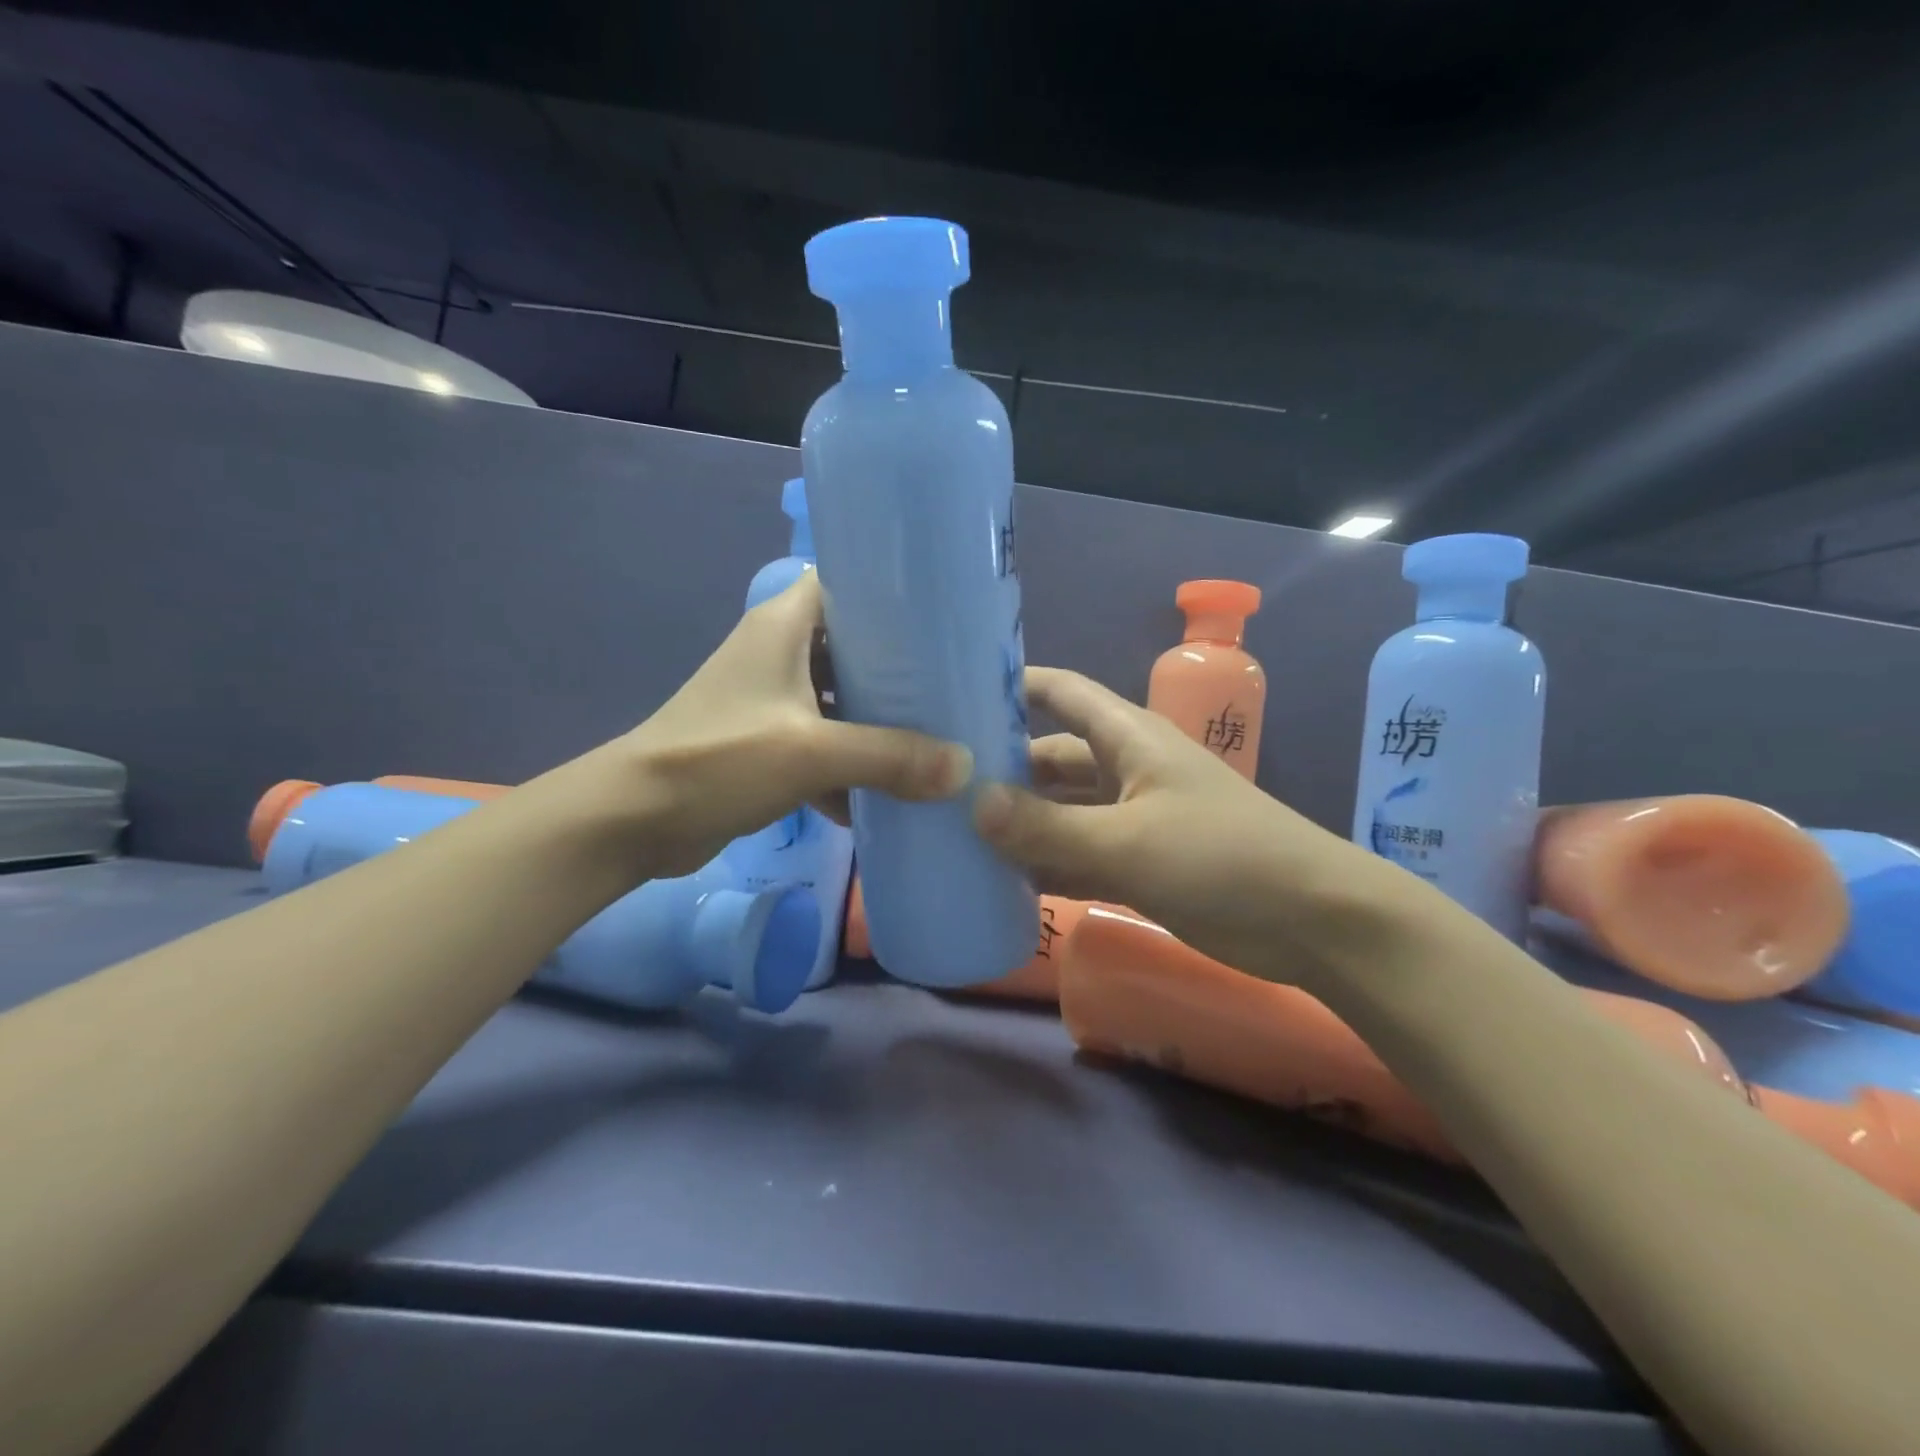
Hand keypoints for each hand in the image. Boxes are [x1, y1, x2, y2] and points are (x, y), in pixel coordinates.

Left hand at [612, 572, 970, 877]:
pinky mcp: (764, 743)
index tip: (943, 617)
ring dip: (877, 722)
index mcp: (783, 626)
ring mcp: (770, 700)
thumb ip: (890, 756)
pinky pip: (821, 744)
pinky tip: (882, 797)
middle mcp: (778, 652)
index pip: (845, 583)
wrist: (634, 820)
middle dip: (899, 669)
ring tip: (934, 738)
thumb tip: (964, 767)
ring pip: (839, 698)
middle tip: (954, 685)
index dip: (892, 593)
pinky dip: (847, 766)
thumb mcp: (811, 753)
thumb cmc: (720, 759)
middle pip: (851, 646)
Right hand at [972, 667, 1402, 982]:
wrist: (1312, 921)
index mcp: (1128, 737)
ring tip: (955, 832)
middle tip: (938, 784)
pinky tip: (1000, 878)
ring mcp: (1132, 815)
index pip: (1061, 692)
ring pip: (1062, 808)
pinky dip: (1045, 860)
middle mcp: (1125, 767)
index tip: (952, 693)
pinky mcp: (1139, 860)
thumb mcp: (1127, 842)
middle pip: (1051, 754)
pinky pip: (1078, 851)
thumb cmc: (1222, 858)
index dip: (1011, 685)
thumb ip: (1048, 827)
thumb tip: (972, 805)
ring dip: (1019, 819)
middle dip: (1001, 766)